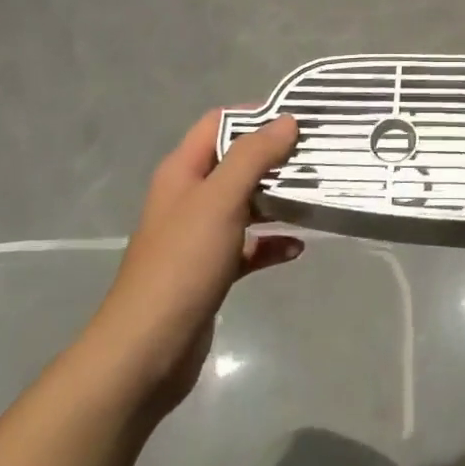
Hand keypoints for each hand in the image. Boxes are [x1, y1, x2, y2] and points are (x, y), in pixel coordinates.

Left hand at [84, 110, 303, 414]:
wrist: (147, 350)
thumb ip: (253, 156)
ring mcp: (199, 237)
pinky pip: (248, 246)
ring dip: (277, 200)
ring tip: (316, 196)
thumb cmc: (183, 264)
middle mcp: (189, 198)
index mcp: (182, 172)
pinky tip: (297, 248)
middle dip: (274, 158)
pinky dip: (271, 243)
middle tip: (317, 156)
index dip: (255, 115)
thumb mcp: (219, 200)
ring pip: (245, 205)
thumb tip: (286, 121)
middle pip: (235, 163)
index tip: (298, 118)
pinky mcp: (211, 271)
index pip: (217, 123)